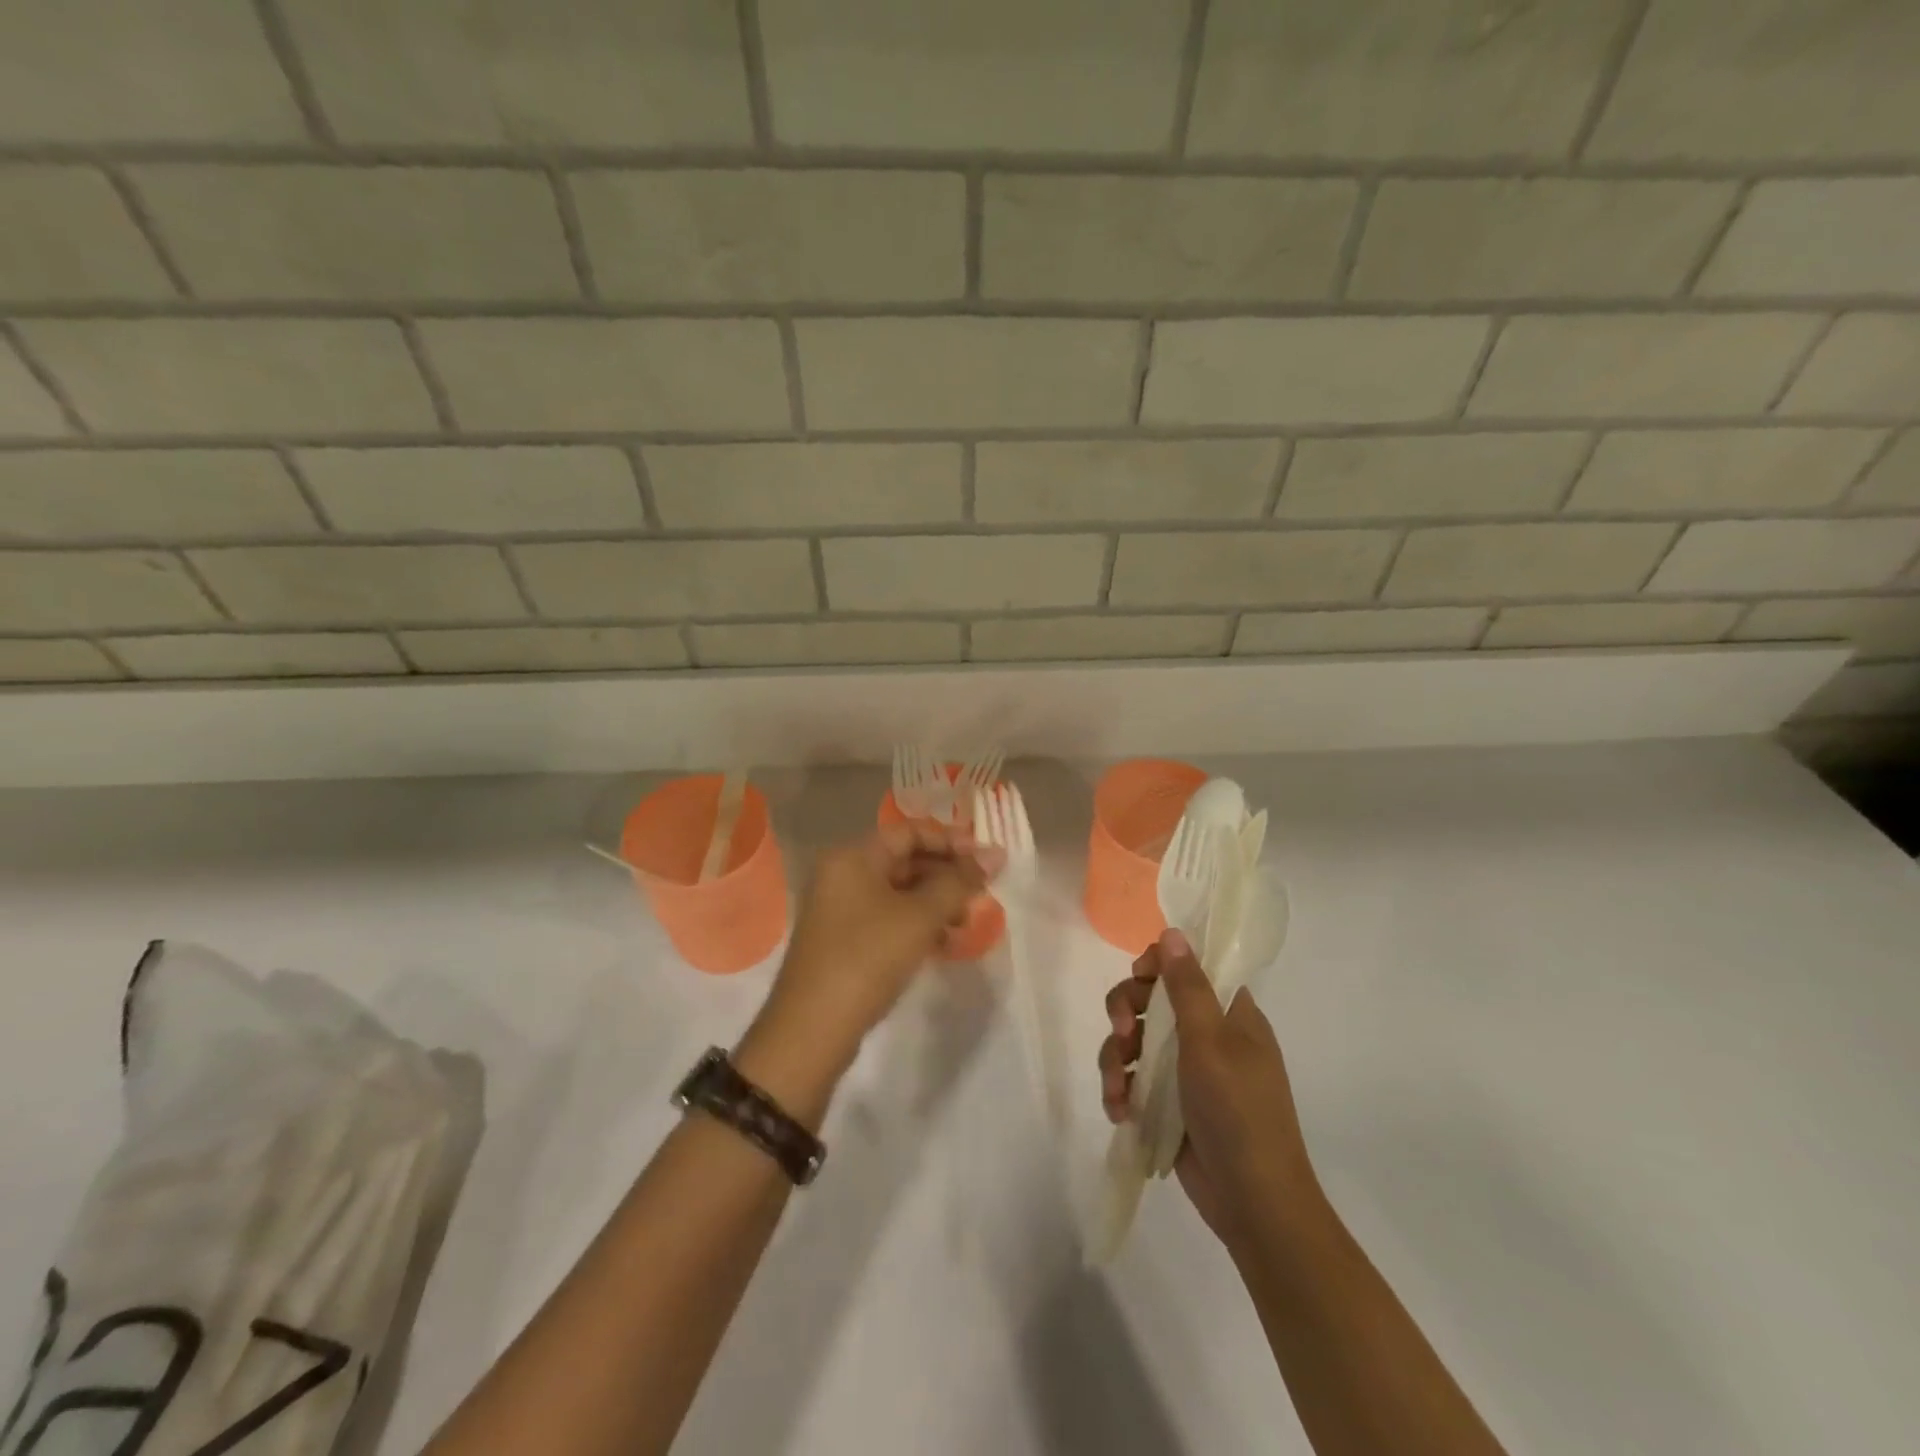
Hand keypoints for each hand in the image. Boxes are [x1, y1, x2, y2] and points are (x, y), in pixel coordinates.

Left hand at [760, 823, 996, 1062]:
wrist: (812, 1029)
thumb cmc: (868, 958)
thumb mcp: (920, 916)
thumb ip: (959, 882)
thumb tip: (995, 854)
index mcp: (853, 856)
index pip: (909, 831)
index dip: (951, 841)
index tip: (986, 860)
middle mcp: (842, 874)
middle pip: (904, 860)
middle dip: (946, 874)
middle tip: (982, 893)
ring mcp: (839, 908)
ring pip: (898, 892)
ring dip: (935, 902)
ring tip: (965, 923)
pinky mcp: (843, 939)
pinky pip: (887, 917)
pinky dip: (916, 924)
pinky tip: (942, 943)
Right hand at [1099, 929, 1318, 1249]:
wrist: (1254, 1203)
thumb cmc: (1239, 1112)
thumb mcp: (1211, 1043)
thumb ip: (1187, 987)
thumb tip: (1172, 932)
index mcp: (1229, 1015)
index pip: (1189, 968)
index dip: (1157, 966)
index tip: (1138, 977)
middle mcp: (1207, 1036)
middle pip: (1150, 1001)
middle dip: (1126, 1014)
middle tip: (1121, 1032)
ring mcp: (1186, 1072)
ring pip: (1134, 1042)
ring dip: (1116, 1060)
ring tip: (1117, 1091)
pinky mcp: (1168, 1104)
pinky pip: (1133, 1081)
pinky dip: (1121, 1091)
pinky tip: (1119, 1111)